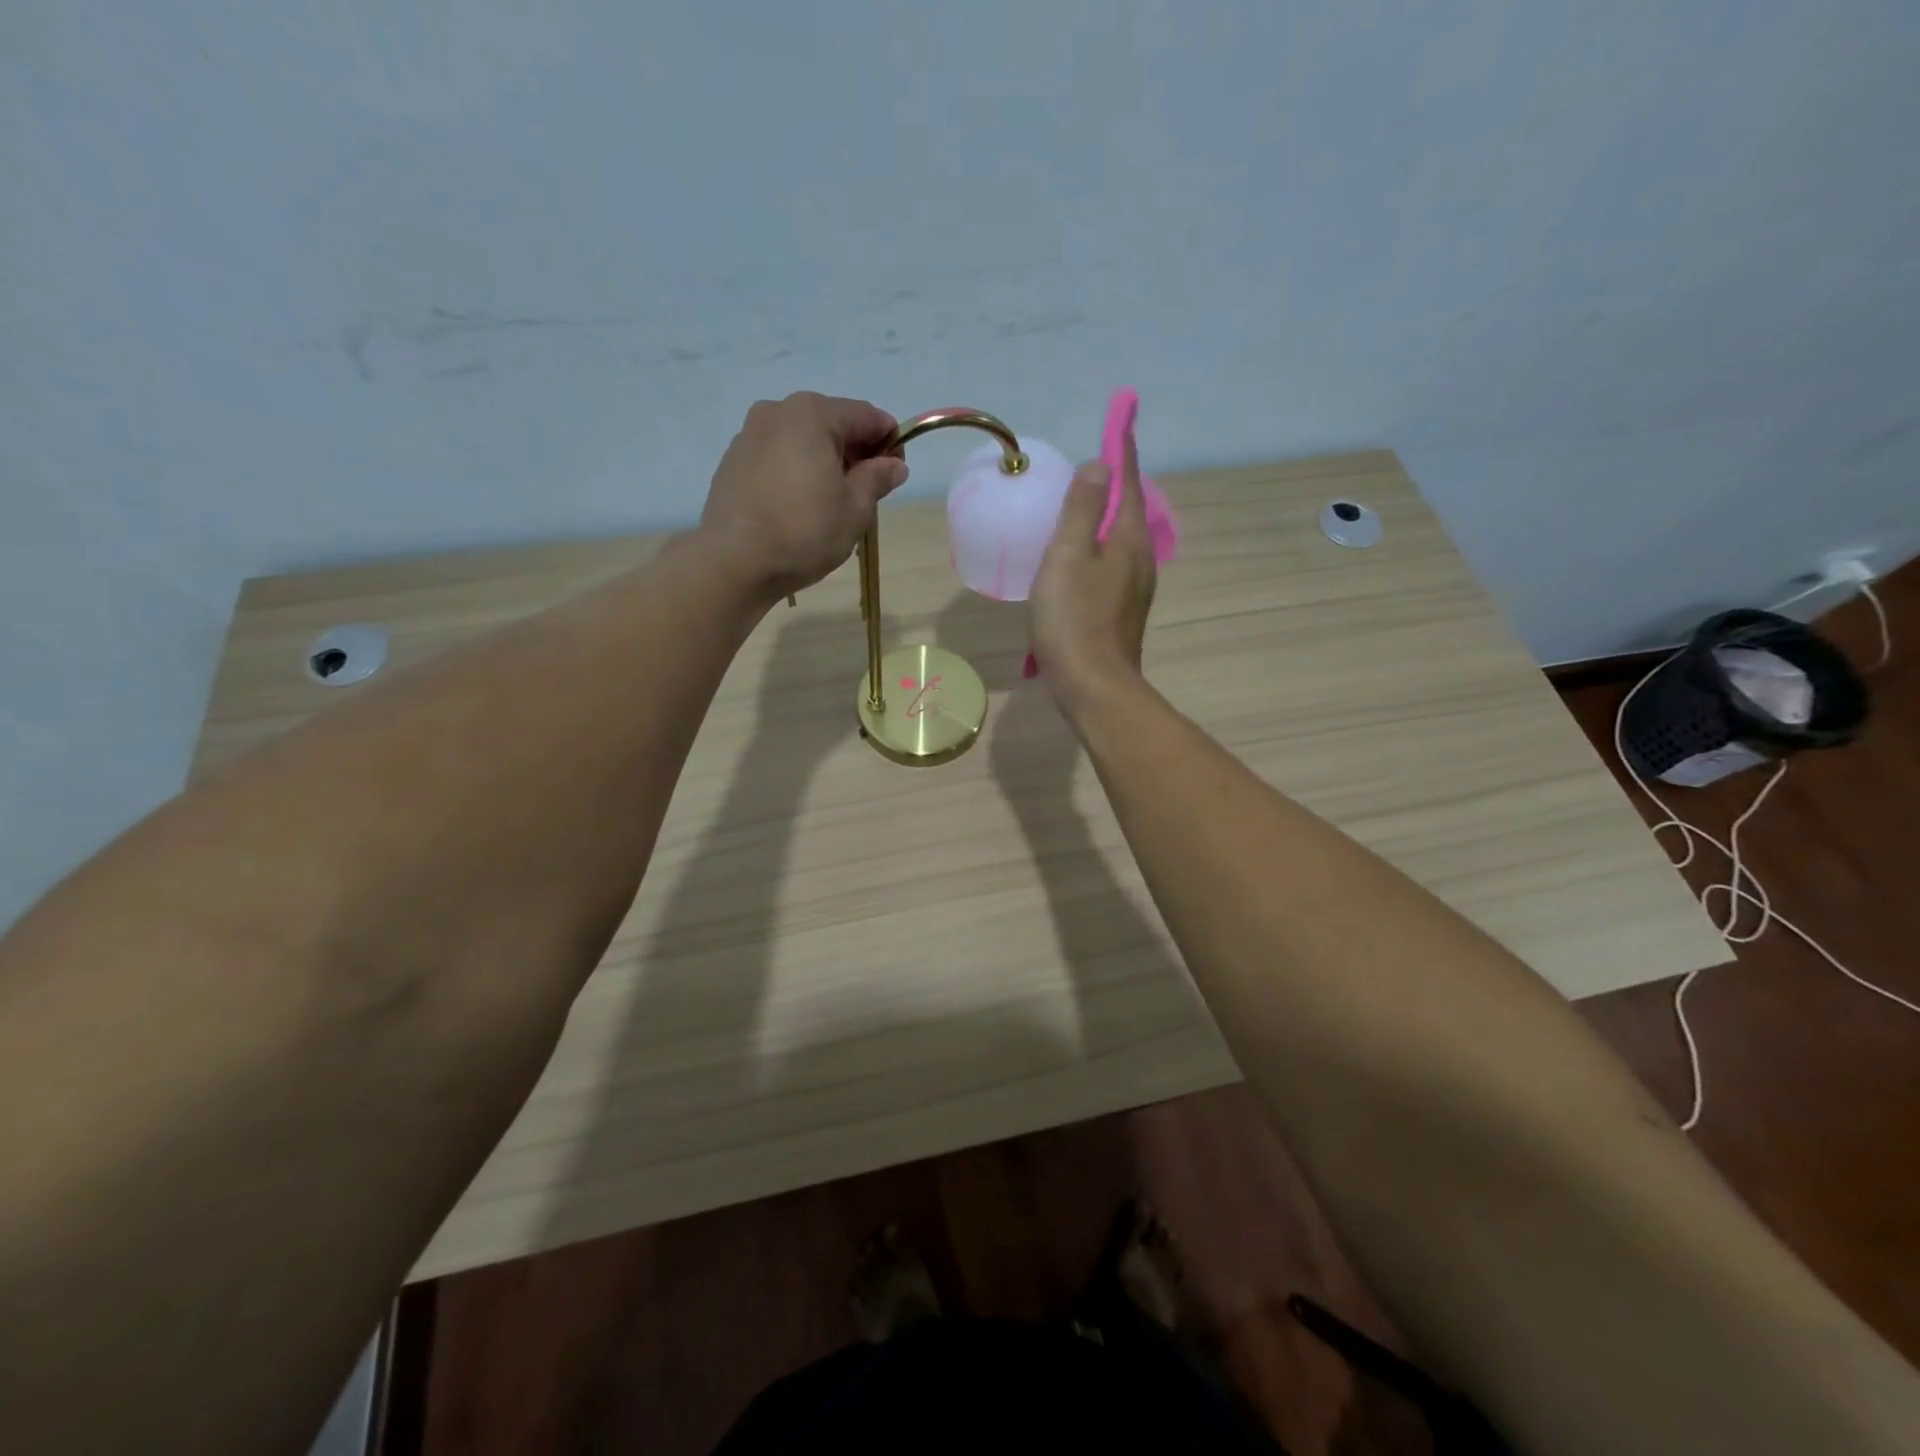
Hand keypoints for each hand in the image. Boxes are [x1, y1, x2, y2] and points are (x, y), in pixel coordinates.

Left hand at [699, 392, 907, 601]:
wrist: (734, 562)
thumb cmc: (804, 531)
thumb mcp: (854, 509)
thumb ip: (877, 479)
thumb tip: (894, 465)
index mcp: (813, 414)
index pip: (866, 416)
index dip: (889, 442)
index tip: (897, 473)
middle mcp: (778, 411)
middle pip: (832, 424)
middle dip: (855, 452)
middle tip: (867, 492)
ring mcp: (750, 434)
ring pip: (802, 440)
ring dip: (824, 462)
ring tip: (832, 503)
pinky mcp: (733, 461)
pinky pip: (778, 457)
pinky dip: (796, 472)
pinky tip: (800, 506)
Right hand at [1029, 430, 1156, 714]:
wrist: (1093, 686)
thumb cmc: (1074, 619)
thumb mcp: (1069, 556)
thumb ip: (1083, 509)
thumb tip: (1100, 465)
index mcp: (1130, 539)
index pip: (1129, 482)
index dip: (1122, 452)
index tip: (1122, 422)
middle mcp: (1141, 559)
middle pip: (1129, 511)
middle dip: (1115, 485)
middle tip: (1094, 465)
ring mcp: (1134, 588)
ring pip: (1121, 540)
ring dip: (1105, 519)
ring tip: (1082, 508)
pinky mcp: (1122, 611)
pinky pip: (1111, 565)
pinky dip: (1097, 549)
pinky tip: (1078, 559)